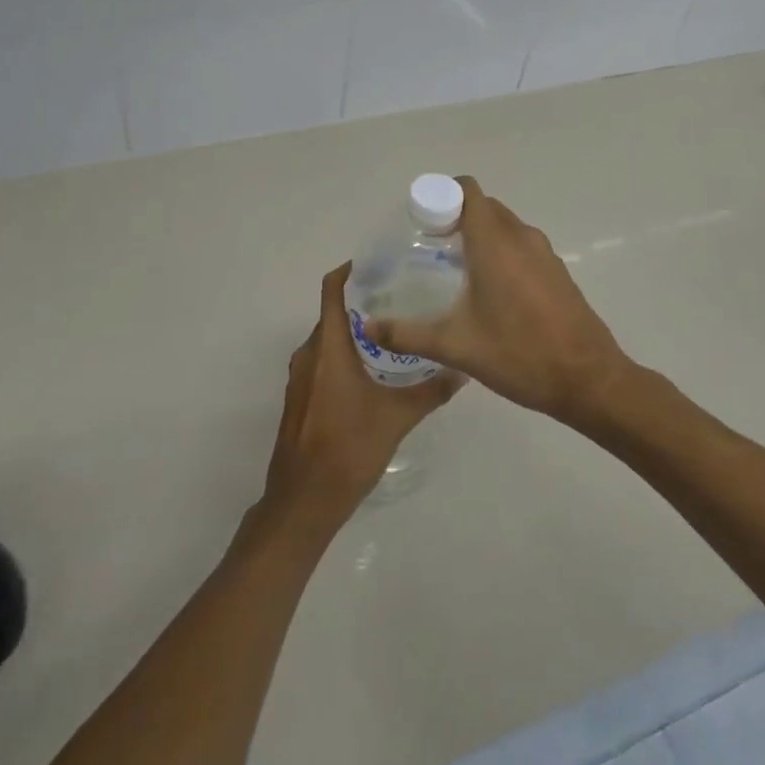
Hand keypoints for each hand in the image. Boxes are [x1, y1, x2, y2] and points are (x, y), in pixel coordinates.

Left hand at [260, 264, 463, 531]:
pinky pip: (323, 362)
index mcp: (328, 346)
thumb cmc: (348, 449)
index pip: (332, 289)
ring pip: (329, 339)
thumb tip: (464, 369)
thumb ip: (431, 390)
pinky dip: (345, 355)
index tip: (380, 264)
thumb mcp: (397, 418)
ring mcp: (301, 377)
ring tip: (395, 332)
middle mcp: (309, 353)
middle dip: (364, 303)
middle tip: (402, 298)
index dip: (350, 271)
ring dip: (356, 332)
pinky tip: (374, 371)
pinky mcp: (301, 398)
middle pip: (333, 313)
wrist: (303, 501)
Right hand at [361, 176, 631, 426]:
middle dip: (456, 215)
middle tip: (429, 244)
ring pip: (505, 225)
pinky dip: (502, 250)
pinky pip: (522, 244)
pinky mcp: (557, 270)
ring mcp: (544, 253)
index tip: (421, 219)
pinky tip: (489, 289)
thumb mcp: (456, 346)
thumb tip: (367, 326)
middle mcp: (521, 237)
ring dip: (481, 233)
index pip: (468, 190)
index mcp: (494, 243)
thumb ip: (407, 333)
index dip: (442, 195)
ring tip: (454, 266)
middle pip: (484, 206)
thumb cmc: (519, 355)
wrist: (588, 380)